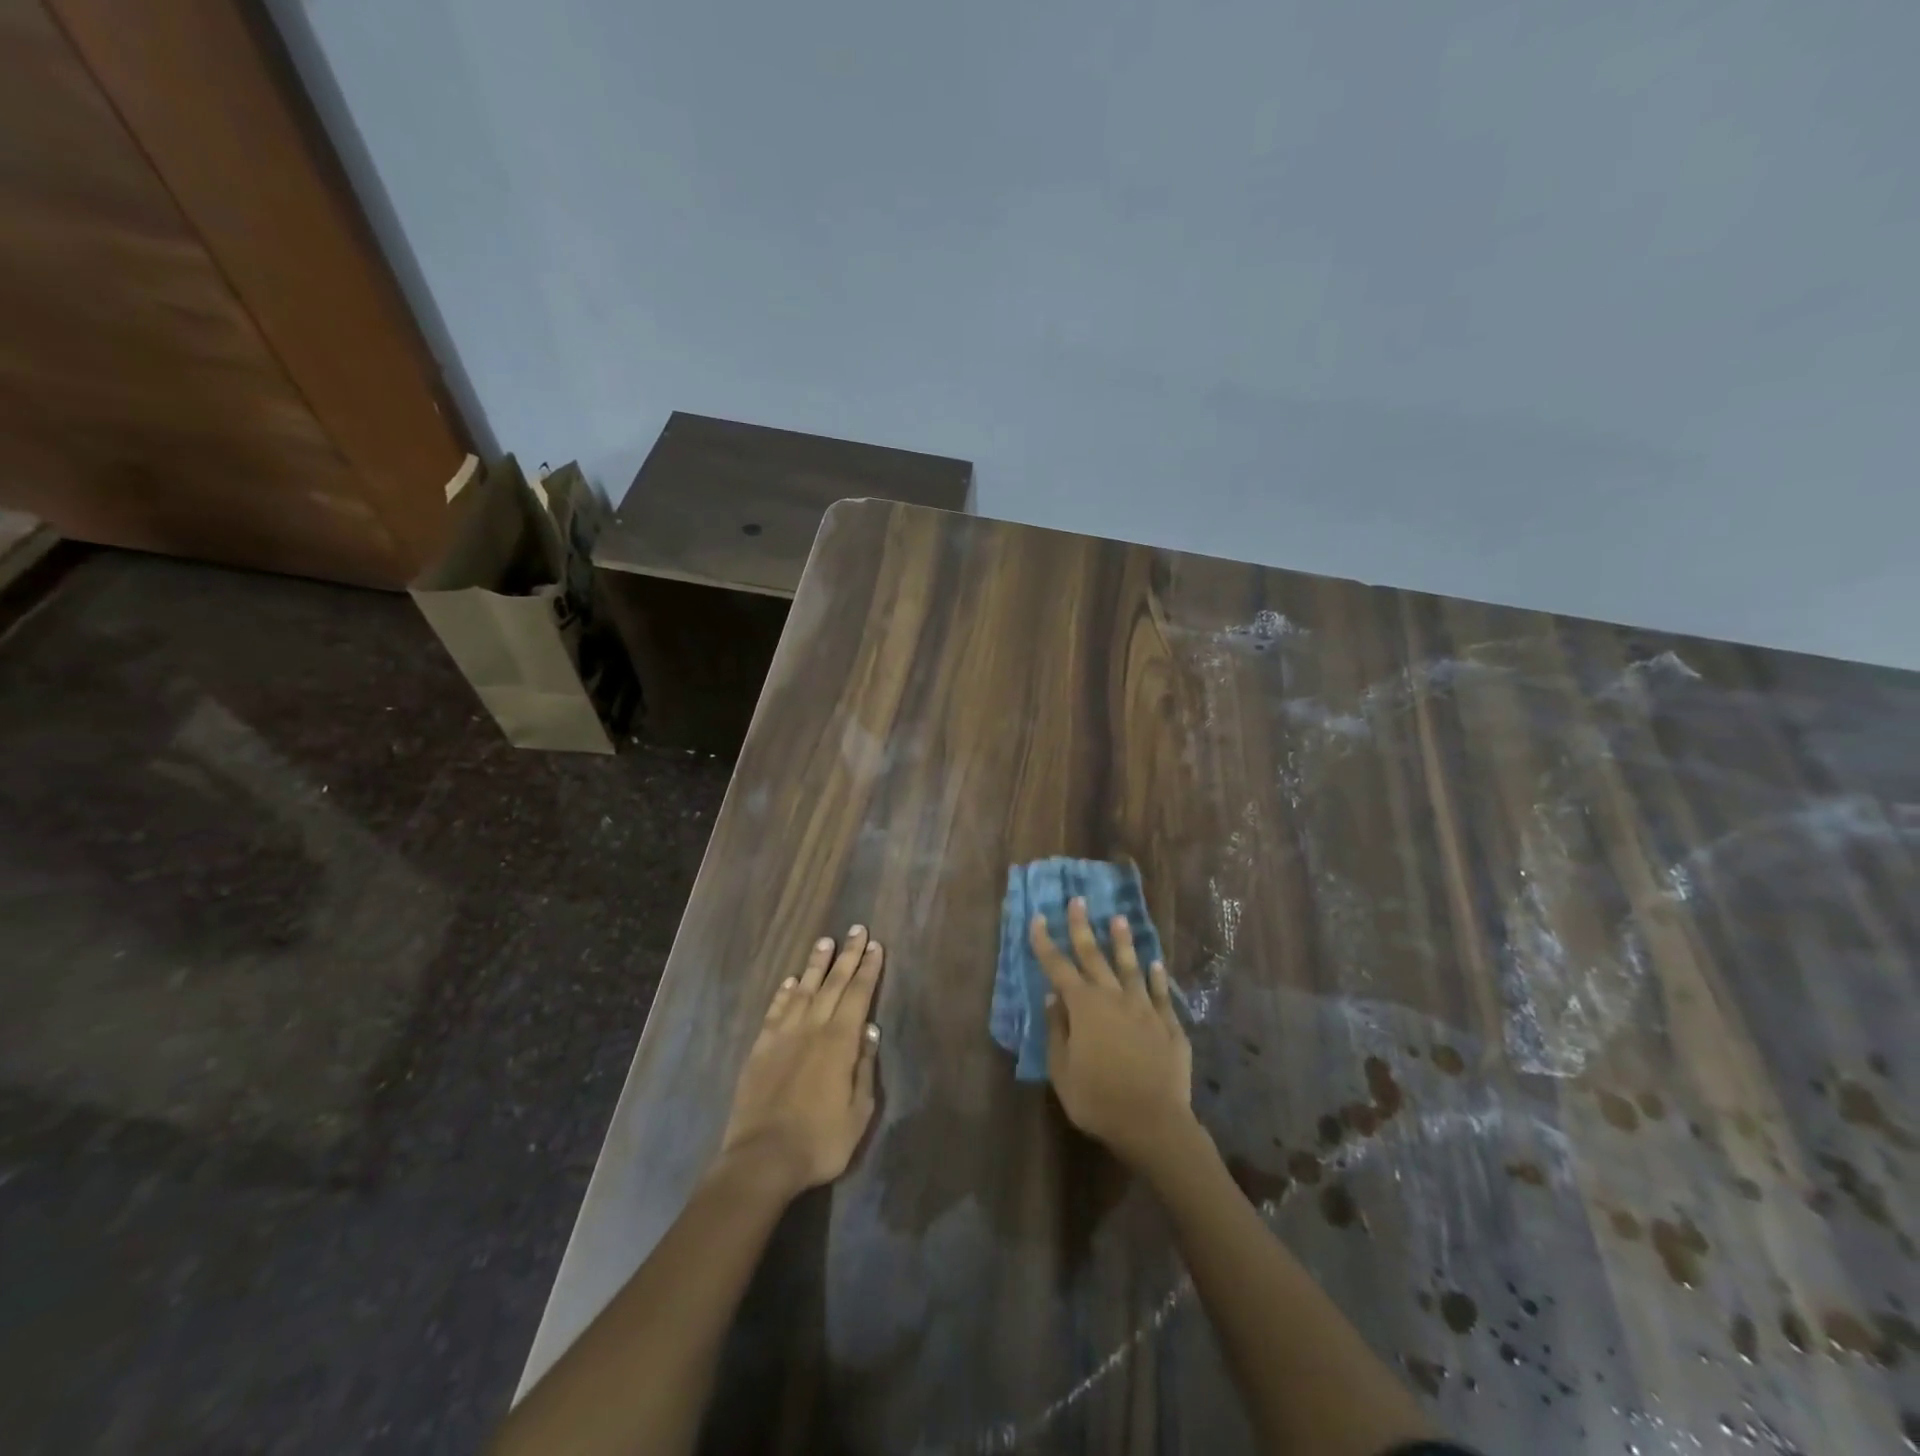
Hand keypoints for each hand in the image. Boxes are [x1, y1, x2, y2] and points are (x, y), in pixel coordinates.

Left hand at [718, 926, 883, 1196]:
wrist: (761, 1160)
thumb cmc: (819, 1141)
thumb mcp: (859, 1113)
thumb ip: (864, 1068)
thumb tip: (869, 1031)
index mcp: (840, 1043)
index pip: (858, 995)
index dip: (868, 970)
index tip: (875, 946)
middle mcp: (812, 1029)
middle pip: (833, 984)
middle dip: (847, 956)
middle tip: (856, 929)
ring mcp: (783, 1036)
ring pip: (803, 990)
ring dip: (815, 965)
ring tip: (825, 942)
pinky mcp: (760, 1048)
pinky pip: (775, 1011)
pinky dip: (784, 993)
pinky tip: (791, 981)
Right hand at [1031, 898, 1193, 1169]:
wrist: (1154, 1123)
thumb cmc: (1098, 1100)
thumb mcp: (1062, 1071)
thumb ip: (1057, 1030)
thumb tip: (1053, 996)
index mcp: (1083, 1007)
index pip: (1058, 966)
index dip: (1044, 941)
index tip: (1036, 917)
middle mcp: (1113, 998)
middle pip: (1094, 956)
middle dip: (1082, 927)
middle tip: (1078, 900)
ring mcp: (1144, 1008)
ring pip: (1130, 967)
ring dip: (1123, 942)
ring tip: (1119, 918)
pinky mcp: (1168, 1024)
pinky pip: (1161, 993)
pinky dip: (1157, 976)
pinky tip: (1155, 963)